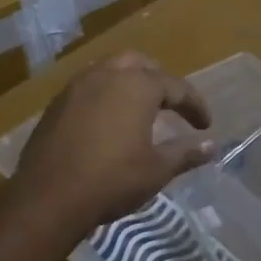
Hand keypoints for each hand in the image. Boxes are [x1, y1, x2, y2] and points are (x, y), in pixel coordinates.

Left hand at [8, 51, 213, 241]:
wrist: (48, 196)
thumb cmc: (112, 180)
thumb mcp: (157, 169)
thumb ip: (185, 153)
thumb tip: (212, 146)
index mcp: (137, 85)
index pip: (175, 87)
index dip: (194, 105)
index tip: (205, 125)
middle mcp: (106, 75)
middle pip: (139, 64)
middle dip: (159, 80)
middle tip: (171, 104)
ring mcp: (77, 86)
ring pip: (110, 70)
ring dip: (129, 83)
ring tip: (140, 109)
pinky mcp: (56, 103)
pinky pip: (88, 87)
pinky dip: (105, 95)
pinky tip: (108, 120)